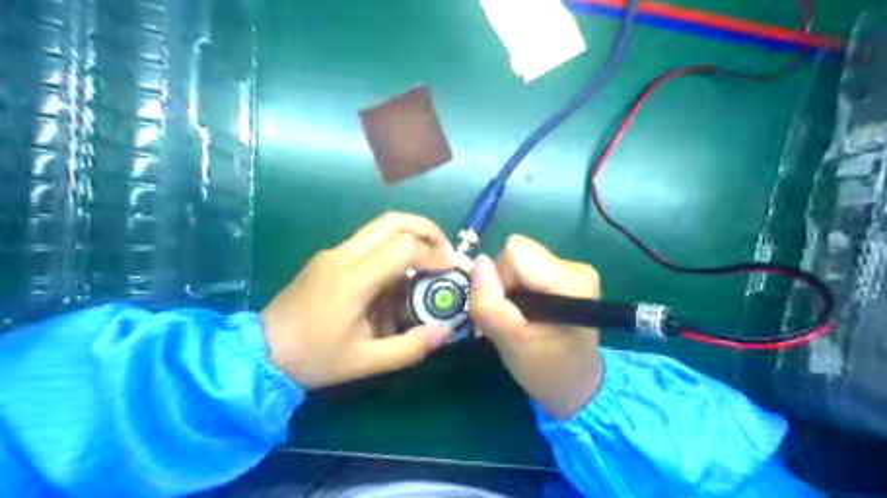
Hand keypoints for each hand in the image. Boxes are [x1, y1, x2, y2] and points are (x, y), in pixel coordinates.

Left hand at [260, 211, 452, 388]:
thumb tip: (445, 331)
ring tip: (428, 263)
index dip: (434, 255)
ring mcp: (333, 252)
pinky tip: (398, 278)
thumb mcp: (365, 362)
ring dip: (411, 237)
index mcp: (352, 280)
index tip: (452, 269)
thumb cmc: (313, 358)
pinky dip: (393, 249)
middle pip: (393, 221)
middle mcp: (343, 256)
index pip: (403, 247)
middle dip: (427, 230)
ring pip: (380, 226)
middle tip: (445, 252)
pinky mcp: (329, 257)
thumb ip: (409, 347)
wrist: (260, 352)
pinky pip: (368, 242)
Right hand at [472, 235, 602, 419]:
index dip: (500, 279)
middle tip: (507, 318)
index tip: (504, 311)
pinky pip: (526, 267)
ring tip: (516, 318)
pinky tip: (524, 312)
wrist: (578, 386)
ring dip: (507, 287)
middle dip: (502, 283)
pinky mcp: (565, 274)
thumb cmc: (547, 371)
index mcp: (570, 282)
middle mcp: (575, 267)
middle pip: (517, 252)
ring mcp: (572, 269)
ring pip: (518, 259)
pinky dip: (516, 288)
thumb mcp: (511, 344)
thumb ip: (489, 304)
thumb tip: (479, 262)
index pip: (516, 253)